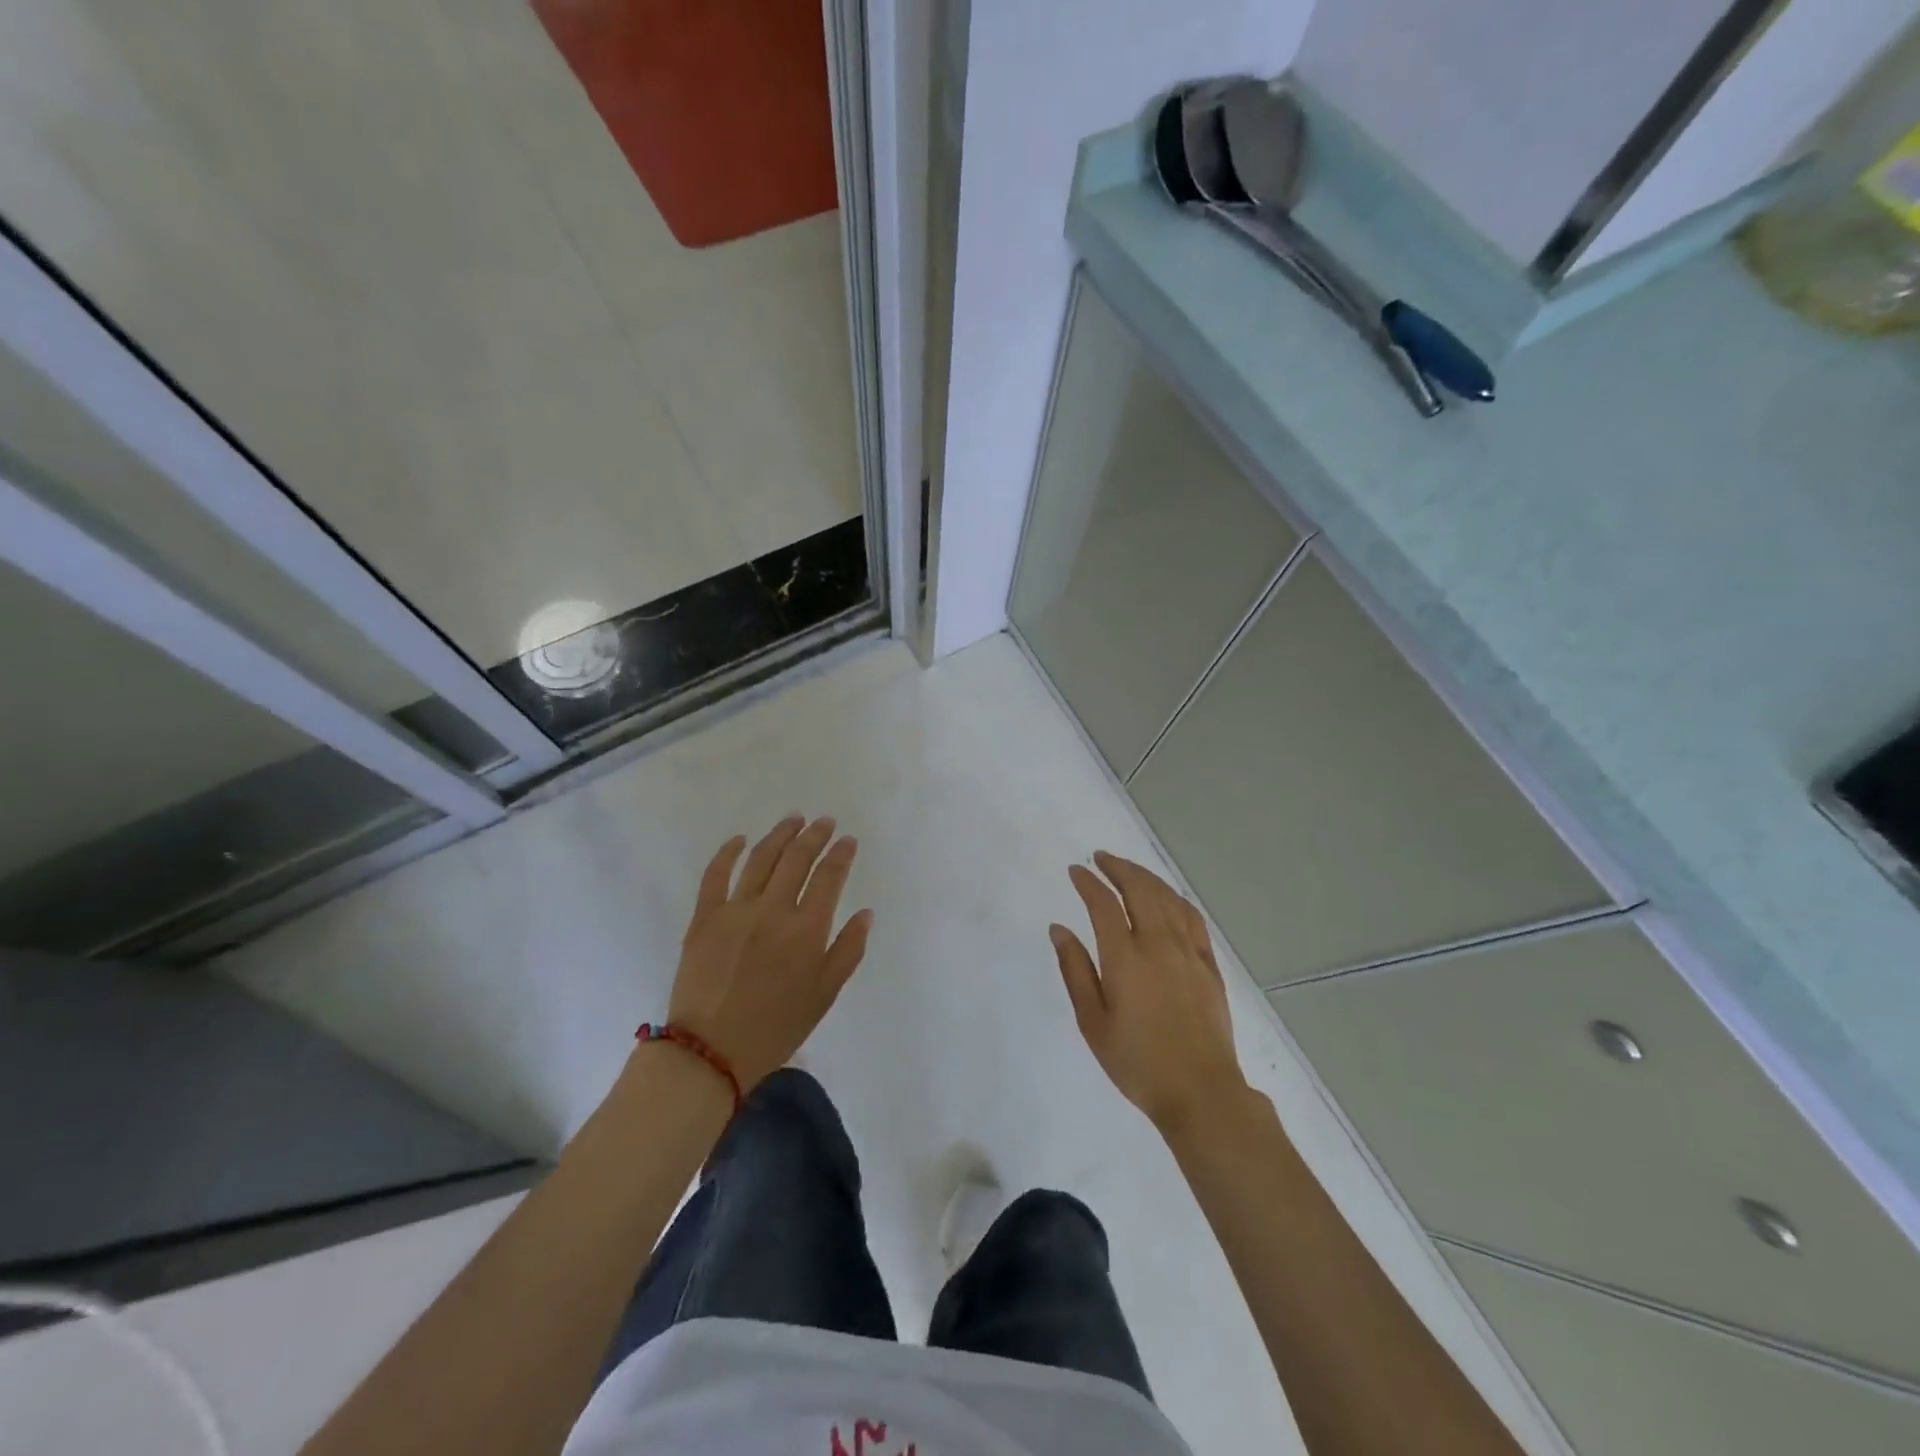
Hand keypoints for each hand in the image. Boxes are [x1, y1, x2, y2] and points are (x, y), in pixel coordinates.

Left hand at [666, 815, 872, 1089]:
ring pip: (761, 858)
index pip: (829, 877)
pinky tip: (740, 839)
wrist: (711, 1052)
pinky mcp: (704, 917)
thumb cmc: (776, 1027)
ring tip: (793, 820)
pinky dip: (728, 852)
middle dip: (815, 835)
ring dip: (780, 835)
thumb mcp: (825, 995)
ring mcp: (735, 910)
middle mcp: (773, 911)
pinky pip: (716, 874)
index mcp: (806, 930)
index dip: (841, 854)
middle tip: (825, 822)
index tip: (848, 840)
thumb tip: (866, 913)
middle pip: (797, 859)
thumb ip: (848, 950)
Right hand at [1052, 851, 1248, 1135]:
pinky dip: (1176, 898)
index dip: (1088, 882)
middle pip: (1139, 890)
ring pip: (1168, 898)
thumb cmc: (1137, 1061)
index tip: (1075, 871)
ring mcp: (1189, 952)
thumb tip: (1059, 928)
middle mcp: (1158, 944)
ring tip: (1128, 870)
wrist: (1200, 1092)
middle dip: (1118, 868)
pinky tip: (1167, 897)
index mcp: (1125, 958)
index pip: (1103, 904)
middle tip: (1101, 858)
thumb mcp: (1092, 1022)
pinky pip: (1193, 918)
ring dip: (1145, 877)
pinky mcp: (1210, 965)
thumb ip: (1075, 970)